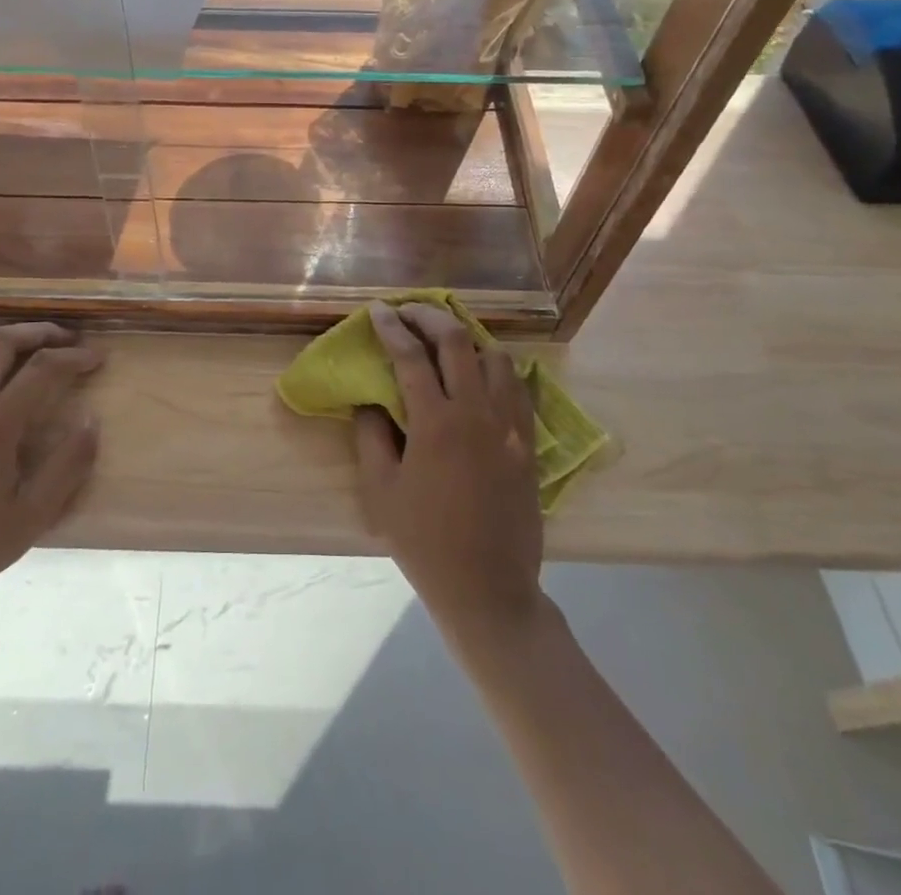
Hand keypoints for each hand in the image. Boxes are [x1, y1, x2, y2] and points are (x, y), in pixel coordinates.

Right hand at [354, 302, 543, 644]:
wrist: (488, 589)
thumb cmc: (425, 542)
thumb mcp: (381, 491)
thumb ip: (372, 435)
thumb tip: (371, 399)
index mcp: (437, 423)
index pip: (410, 355)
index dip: (391, 327)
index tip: (378, 310)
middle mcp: (478, 413)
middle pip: (456, 340)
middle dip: (428, 316)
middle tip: (408, 311)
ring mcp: (510, 426)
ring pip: (495, 357)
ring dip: (467, 338)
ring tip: (445, 340)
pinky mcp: (528, 443)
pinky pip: (518, 388)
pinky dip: (497, 368)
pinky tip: (482, 374)